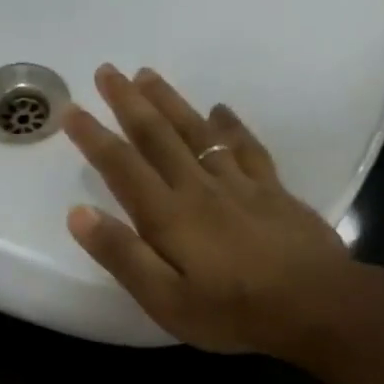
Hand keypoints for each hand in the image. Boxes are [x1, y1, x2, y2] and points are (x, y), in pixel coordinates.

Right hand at [62, 64, 361, 359]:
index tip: (70, 110)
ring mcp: (239, 185)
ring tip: (148, 76)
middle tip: (107, 71)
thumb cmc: (231, 312)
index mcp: (168, 216)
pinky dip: (229, 125)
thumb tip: (79, 214)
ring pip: (198, 132)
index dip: (94, 138)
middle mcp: (199, 188)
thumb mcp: (165, 300)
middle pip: (159, 137)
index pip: (123, 168)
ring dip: (170, 102)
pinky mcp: (272, 191)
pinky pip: (245, 147)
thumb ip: (123, 257)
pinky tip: (220, 110)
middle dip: (129, 104)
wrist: (313, 304)